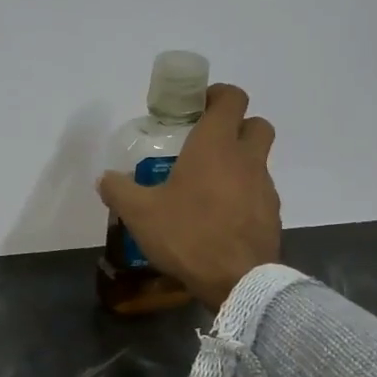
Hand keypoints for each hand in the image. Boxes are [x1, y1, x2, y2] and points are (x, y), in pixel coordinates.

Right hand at [97, 83, 281, 309]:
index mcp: (215, 145)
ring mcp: (265, 187)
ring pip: (258, 161)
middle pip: (256, 124)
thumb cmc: (188, 234)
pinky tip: (219, 218)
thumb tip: (105, 178)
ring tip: (206, 188)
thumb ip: (118, 190)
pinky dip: (243, 196)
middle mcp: (246, 159)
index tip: (197, 106)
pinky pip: (258, 193)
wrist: (238, 281)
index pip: (231, 98)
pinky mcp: (272, 215)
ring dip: (238, 164)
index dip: (217, 95)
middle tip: (207, 143)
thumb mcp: (140, 213)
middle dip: (236, 126)